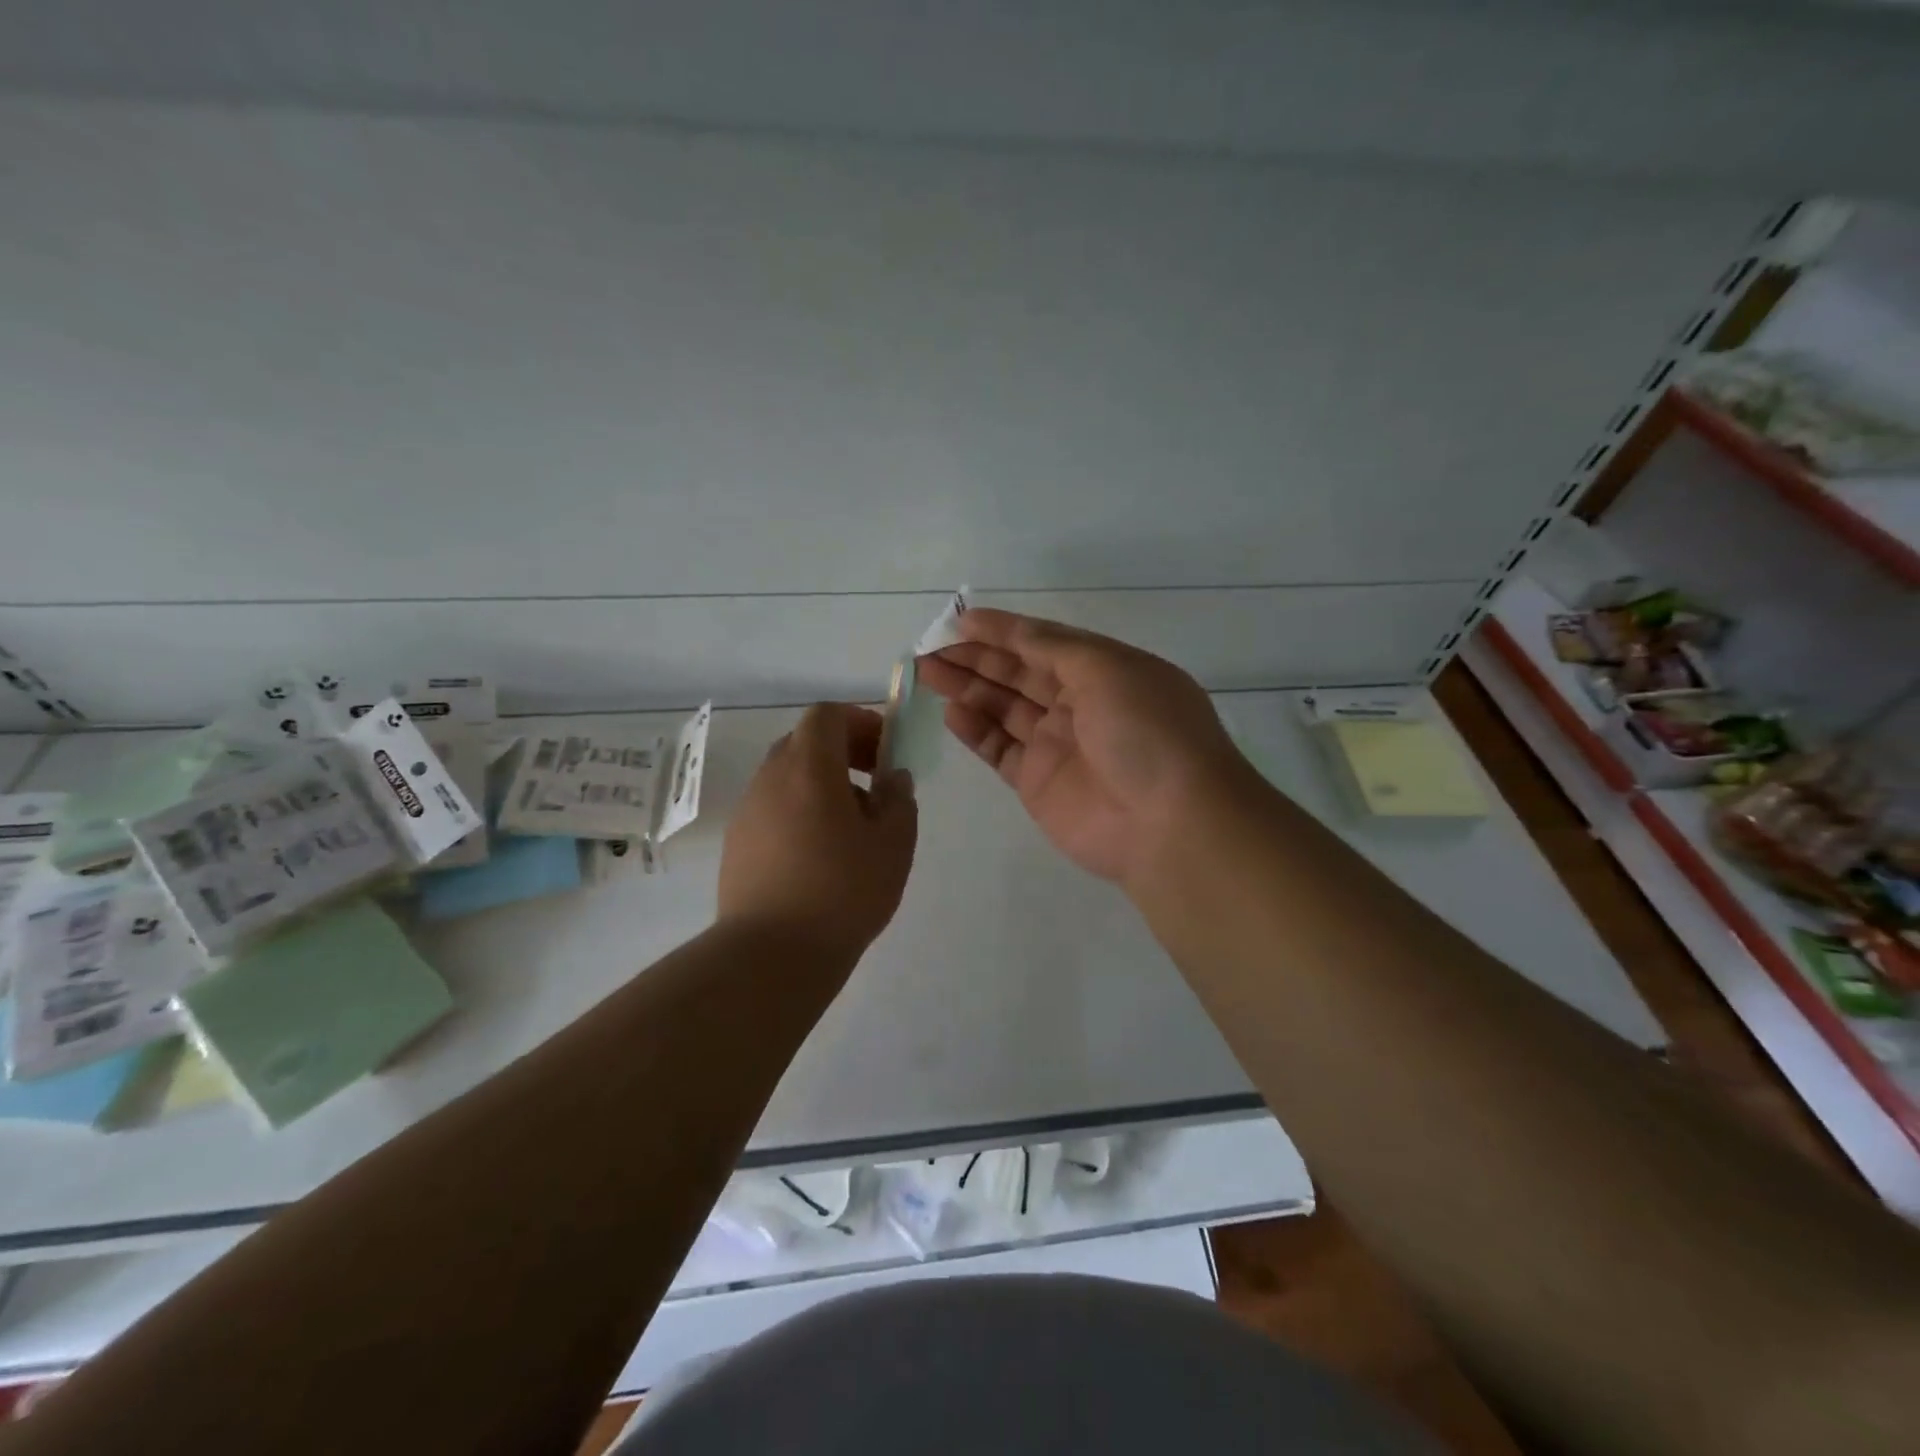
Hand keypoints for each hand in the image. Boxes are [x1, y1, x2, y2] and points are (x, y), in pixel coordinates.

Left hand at [718, 703, 918, 964]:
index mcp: (809, 767)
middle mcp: (770, 779)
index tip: (885, 752)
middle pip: (805, 742)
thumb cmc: (843, 891)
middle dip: (843, 753)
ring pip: (788, 778)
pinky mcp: (736, 844)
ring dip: (822, 785)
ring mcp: (747, 812)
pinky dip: (799, 813)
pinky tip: (820, 857)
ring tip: (851, 830)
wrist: (771, 955)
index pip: (827, 715)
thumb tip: (892, 779)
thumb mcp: (894, 844)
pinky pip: (773, 809)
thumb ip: (899, 800)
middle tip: (874, 786)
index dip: (860, 722)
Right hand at [917, 609, 1252, 888]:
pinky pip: (1000, 749)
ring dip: (968, 688)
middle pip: (1018, 674)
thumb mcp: (1107, 669)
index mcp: (1104, 670)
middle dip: (976, 657)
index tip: (960, 620)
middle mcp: (1080, 704)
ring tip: (927, 671)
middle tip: (931, 647)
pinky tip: (951, 711)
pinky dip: (975, 730)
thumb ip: (1053, 648)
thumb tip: (1014, 632)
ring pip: (1003, 708)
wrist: (1168, 823)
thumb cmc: (1145, 731)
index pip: (1044, 642)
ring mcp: (1058, 745)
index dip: (1003, 630)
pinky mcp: (1038, 783)